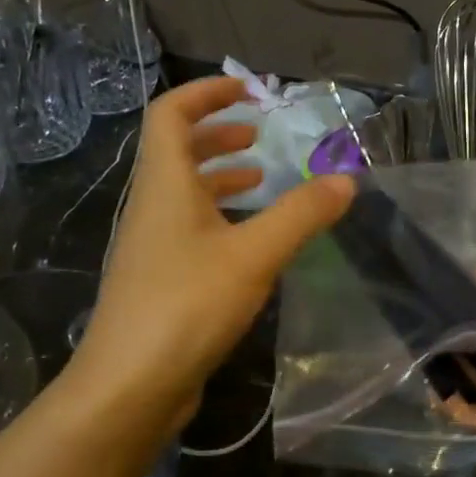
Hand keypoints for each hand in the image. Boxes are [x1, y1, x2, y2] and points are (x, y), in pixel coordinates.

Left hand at [67, 77, 353, 441]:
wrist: (129, 385)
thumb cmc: (187, 305)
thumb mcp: (255, 255)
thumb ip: (301, 214)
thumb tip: (346, 181)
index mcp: (165, 185)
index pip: (171, 114)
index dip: (206, 93)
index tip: (248, 91)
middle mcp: (150, 207)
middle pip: (175, 151)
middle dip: (216, 134)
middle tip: (258, 135)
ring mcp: (149, 246)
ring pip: (182, 193)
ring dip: (218, 177)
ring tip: (259, 180)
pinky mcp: (157, 280)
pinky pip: (187, 228)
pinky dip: (218, 217)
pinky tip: (248, 240)